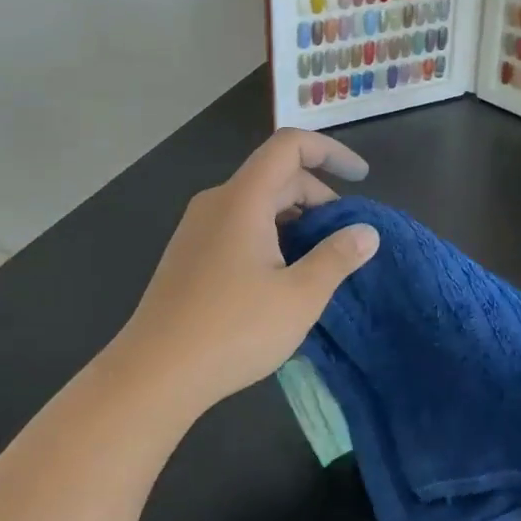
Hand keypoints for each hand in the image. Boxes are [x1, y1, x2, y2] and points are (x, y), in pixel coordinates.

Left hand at [111, 129, 378, 415]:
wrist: (153, 374)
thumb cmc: (232, 330)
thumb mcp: (299, 297)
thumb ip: (337, 258)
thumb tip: (366, 233)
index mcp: (243, 199)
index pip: (289, 146)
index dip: (330, 151)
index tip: (361, 178)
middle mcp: (216, 202)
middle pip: (275, 175)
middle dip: (318, 196)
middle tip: (346, 238)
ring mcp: (197, 228)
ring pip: (256, 202)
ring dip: (295, 218)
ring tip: (319, 260)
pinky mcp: (189, 253)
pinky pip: (238, 224)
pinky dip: (270, 234)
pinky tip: (282, 276)